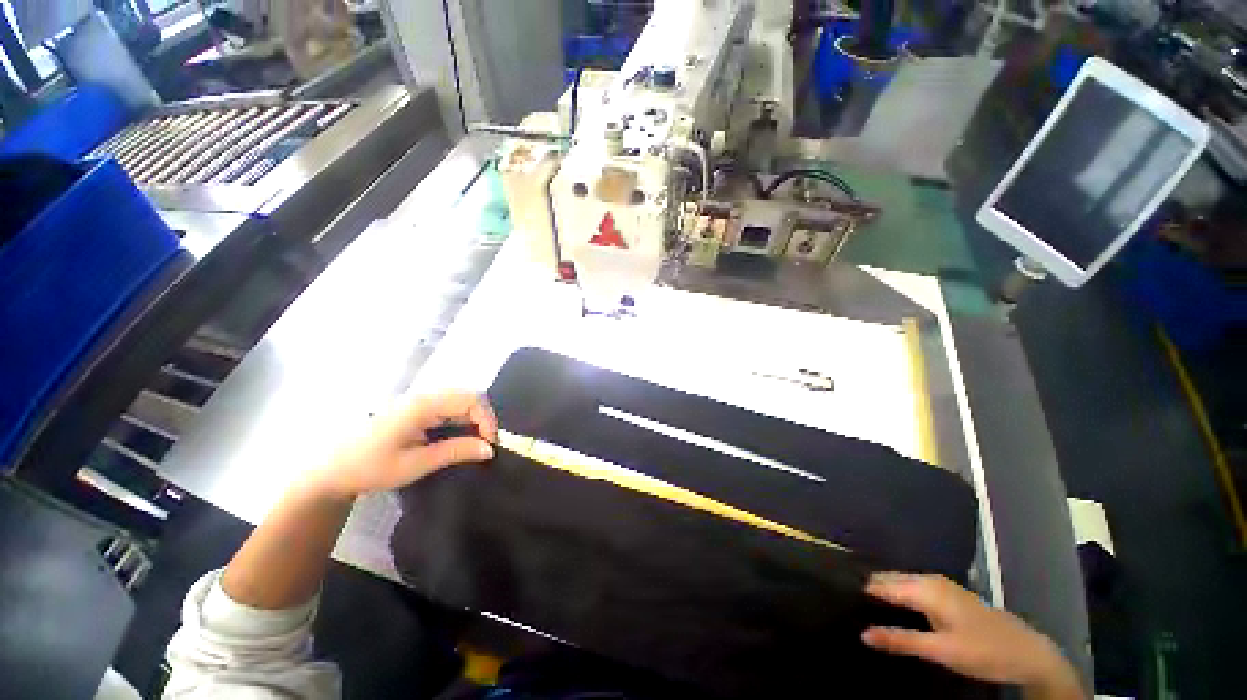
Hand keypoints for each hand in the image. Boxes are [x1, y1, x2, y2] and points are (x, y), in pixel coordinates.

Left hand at [311, 391, 497, 499]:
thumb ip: (455, 452)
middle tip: (486, 445)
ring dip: (474, 420)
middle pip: (468, 396)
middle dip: (484, 418)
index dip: (487, 419)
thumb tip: (490, 449)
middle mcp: (424, 396)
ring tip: (476, 443)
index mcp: (423, 405)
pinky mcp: (417, 409)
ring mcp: (420, 401)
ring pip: (461, 401)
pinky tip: (460, 438)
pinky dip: (462, 421)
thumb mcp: (415, 464)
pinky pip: (449, 408)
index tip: (490, 444)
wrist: (330, 470)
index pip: (471, 399)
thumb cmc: (370, 468)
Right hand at [862, 573, 1082, 698]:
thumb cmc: (983, 650)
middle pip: (888, 580)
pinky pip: (912, 587)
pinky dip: (899, 596)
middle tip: (850, 608)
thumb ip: (901, 640)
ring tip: (866, 610)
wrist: (1029, 652)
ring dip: (884, 594)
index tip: (840, 600)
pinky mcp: (947, 593)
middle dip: (870, 591)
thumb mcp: (941, 651)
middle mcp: (928, 579)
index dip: (860, 592)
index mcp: (924, 588)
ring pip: (900, 583)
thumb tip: (863, 634)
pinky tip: (894, 611)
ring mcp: (940, 584)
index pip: (880, 584)